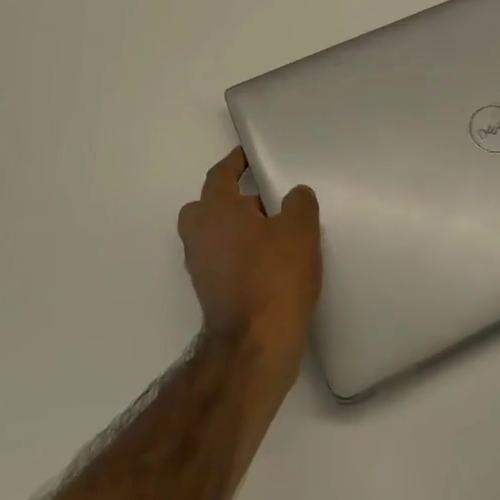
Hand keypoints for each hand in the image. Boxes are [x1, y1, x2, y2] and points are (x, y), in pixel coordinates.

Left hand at [178, 148, 321, 377]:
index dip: (235, 162)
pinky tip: (269, 262)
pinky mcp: (210, 294)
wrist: (256, 345)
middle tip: (263, 201)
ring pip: (214, 236)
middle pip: (208, 206)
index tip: (248, 155)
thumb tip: (294, 195)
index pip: (220, 174)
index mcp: (215, 210)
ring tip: (274, 233)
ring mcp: (201, 267)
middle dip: (231, 200)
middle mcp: (199, 235)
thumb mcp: (300, 229)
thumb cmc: (275, 275)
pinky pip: (221, 260)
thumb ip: (298, 202)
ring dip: (236, 230)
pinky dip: (238, 255)